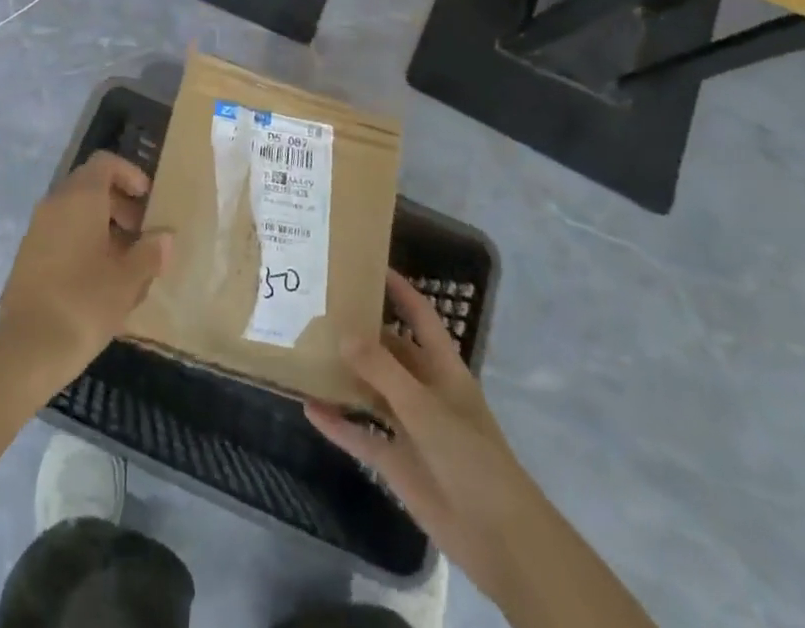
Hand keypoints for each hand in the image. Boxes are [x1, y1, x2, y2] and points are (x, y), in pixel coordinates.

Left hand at [0, 152, 171, 388]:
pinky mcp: (28, 256)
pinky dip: (83, 244)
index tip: (148, 200)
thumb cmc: (84, 302)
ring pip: (75, 213)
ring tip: (126, 263)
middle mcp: (55, 203)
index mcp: (80, 197)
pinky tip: (100, 281)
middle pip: (90, 186)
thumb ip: (150, 253)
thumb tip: (164, 237)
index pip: (105, 163)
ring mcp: (37, 229)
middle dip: (120, 205)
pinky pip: (61, 235)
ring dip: (103, 228)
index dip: (129, 174)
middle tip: (142, 234)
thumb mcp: (128, 279)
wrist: (26, 349)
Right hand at [305, 271, 544, 601]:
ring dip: (344, 374)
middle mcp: (424, 391)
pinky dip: (337, 423)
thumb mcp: (425, 407)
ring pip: (371, 391)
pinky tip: (308, 407)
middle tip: (321, 306)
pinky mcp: (396, 462)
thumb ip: (383, 370)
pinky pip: (360, 435)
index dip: (400, 291)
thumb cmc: (470, 457)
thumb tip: (343, 333)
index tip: (370, 265)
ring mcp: (409, 427)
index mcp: (443, 369)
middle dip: (361, 331)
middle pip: (390, 351)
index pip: (420, 317)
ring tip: (307, 349)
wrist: (498, 538)